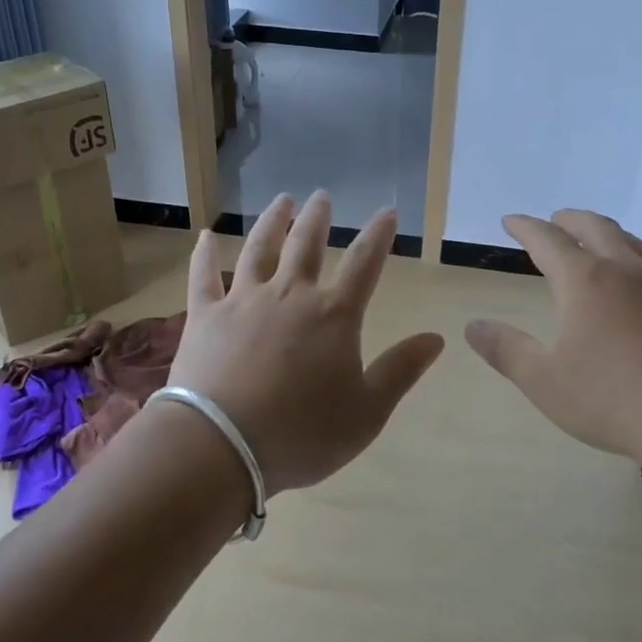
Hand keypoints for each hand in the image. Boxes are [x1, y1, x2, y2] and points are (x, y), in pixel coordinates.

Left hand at [169, 192, 444, 494]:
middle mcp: (290, 295)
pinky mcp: (205, 315)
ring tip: (282, 200)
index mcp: (333, 315)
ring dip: (272, 222)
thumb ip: (401, 370)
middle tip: (321, 196)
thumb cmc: (302, 434)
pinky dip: (205, 254)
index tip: (386, 212)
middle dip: (318, 218)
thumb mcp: (367, 412)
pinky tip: (205, 237)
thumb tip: (437, 338)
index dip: (378, 235)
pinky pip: (204, 276)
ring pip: (259, 249)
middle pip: (306, 244)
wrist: (222, 446)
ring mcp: (243, 300)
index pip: (364, 263)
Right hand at [464, 210, 641, 472]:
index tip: (510, 220)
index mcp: (585, 281)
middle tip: (553, 221)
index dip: (525, 227)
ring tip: (594, 239)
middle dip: (568, 219)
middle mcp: (624, 270)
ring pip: (630, 241)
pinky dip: (635, 255)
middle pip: (594, 226)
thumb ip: (506, 350)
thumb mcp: (545, 382)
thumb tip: (472, 326)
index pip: (547, 240)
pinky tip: (640, 275)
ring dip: (605, 231)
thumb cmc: (615, 401)